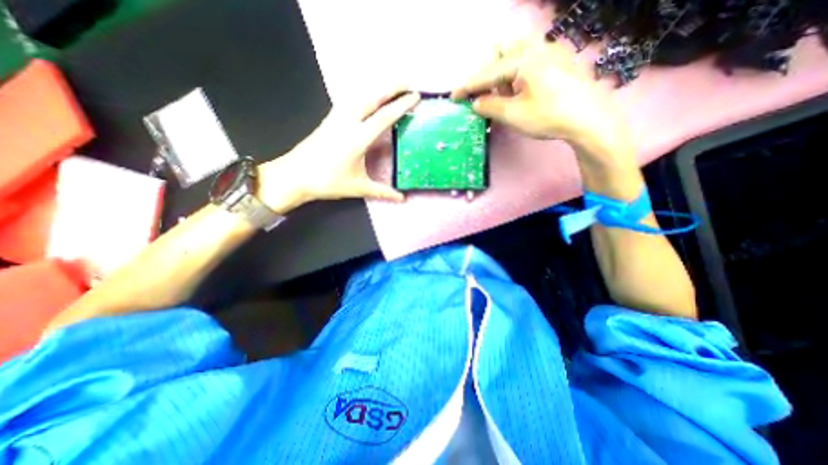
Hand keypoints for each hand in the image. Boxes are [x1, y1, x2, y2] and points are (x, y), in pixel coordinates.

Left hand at [258, 87, 421, 210]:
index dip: (402, 105)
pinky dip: (363, 96)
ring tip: (390, 88)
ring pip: (359, 96)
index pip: (384, 117)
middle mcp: (348, 123)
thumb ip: (382, 192)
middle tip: (407, 84)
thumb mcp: (358, 187)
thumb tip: (401, 199)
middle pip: (372, 97)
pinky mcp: (329, 120)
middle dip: (391, 87)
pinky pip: (349, 101)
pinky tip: (366, 99)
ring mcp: (336, 119)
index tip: (415, 96)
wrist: (294, 176)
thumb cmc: (327, 181)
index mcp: (358, 138)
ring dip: (377, 89)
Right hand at [452, 38, 634, 165]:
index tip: (454, 97)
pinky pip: (530, 62)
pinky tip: (521, 93)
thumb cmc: (549, 116)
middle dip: (488, 75)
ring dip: (503, 76)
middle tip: (484, 96)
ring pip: (516, 56)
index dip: (468, 86)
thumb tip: (476, 103)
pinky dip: (518, 76)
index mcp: (523, 58)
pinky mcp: (559, 62)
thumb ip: (490, 106)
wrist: (591, 119)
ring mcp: (551, 52)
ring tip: (503, 98)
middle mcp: (537, 47)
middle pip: (501, 53)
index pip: (486, 73)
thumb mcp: (513, 114)